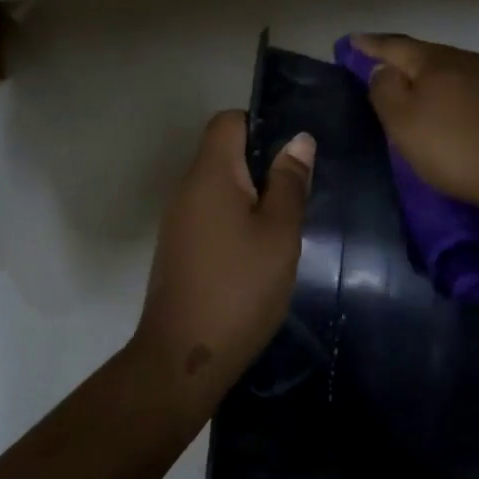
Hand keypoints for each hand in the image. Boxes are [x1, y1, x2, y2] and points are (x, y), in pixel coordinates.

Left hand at [131, 111, 313, 409]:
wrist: (183, 356)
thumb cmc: (239, 289)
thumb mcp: (279, 235)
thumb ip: (289, 184)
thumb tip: (299, 140)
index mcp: (210, 175)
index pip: (228, 121)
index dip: (261, 124)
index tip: (293, 154)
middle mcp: (187, 189)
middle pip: (223, 154)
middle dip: (263, 165)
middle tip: (299, 194)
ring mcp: (178, 221)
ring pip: (219, 189)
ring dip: (252, 197)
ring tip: (285, 226)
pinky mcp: (179, 249)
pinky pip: (211, 216)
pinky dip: (236, 221)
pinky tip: (259, 253)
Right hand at [352, 34, 478, 210]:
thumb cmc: (456, 149)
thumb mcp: (404, 125)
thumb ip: (385, 92)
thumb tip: (384, 69)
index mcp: (435, 62)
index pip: (395, 46)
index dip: (371, 45)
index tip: (352, 41)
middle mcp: (469, 59)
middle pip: (429, 55)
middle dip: (406, 61)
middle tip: (387, 70)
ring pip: (459, 71)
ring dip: (439, 79)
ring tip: (426, 94)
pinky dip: (465, 96)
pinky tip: (466, 112)